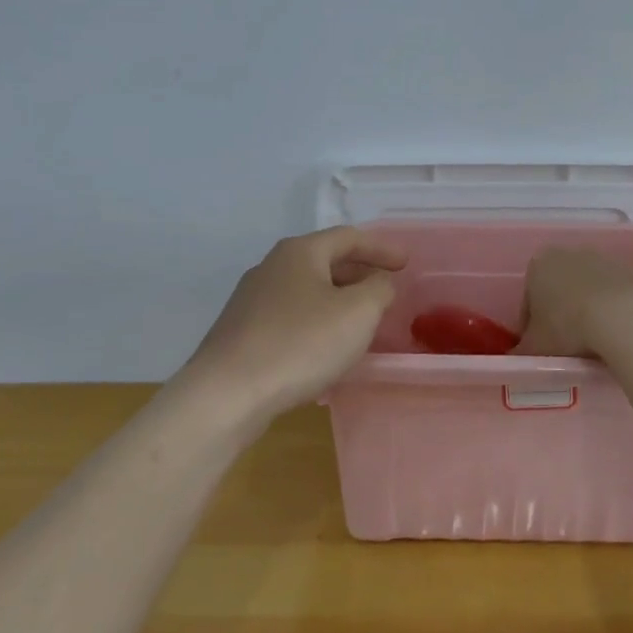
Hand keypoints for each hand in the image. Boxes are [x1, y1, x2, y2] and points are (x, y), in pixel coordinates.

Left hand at [187, 228, 406, 413]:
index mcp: (299, 252)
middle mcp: (271, 267)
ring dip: (338, 299)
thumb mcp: (358, 313)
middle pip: (325, 261)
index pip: (348, 237)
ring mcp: (251, 300)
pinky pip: (291, 316)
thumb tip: (379, 282)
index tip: (407, 263)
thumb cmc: (300, 344)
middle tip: (386, 289)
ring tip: (361, 320)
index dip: (382, 248)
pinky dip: (317, 322)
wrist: (226, 395)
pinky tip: (325, 347)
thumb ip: (378, 289)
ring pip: (307, 290)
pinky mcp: (242, 332)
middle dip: (359, 273)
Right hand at [513, 246, 632, 357]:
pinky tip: (613, 334)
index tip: (539, 349)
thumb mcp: (535, 348)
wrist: (626, 316)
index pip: (528, 300)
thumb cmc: (568, 327)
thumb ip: (521, 352)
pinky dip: (610, 311)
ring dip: (586, 312)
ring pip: (586, 291)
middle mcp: (568, 253)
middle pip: (558, 290)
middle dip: (559, 315)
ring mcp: (602, 258)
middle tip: (565, 346)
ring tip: (591, 344)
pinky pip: (612, 295)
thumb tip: (516, 357)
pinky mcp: (630, 270)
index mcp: (538, 265)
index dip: (530, 328)